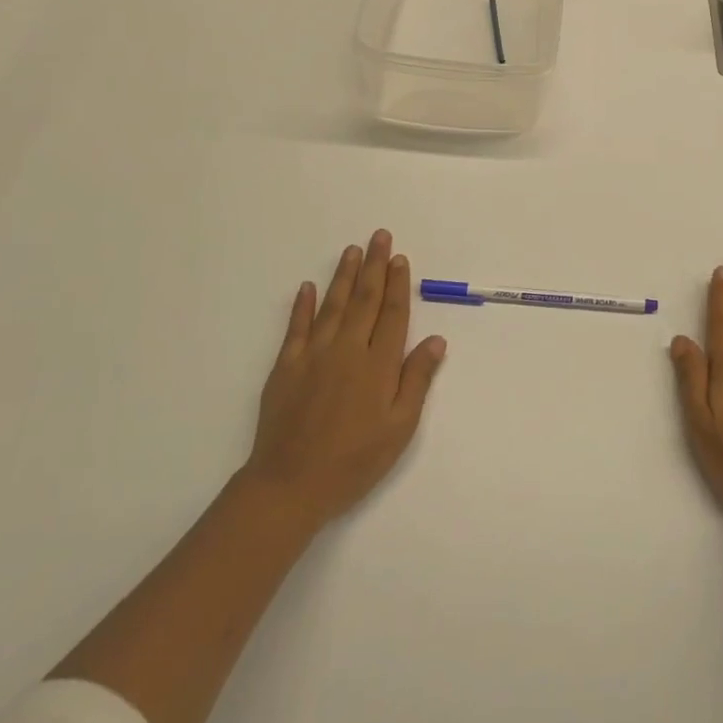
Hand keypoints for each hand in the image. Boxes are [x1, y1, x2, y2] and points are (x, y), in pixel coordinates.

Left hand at [241, 230, 446, 529]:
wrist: (289, 485)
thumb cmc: (354, 461)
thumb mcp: (399, 428)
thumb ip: (417, 380)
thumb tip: (437, 340)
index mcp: (378, 364)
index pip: (392, 314)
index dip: (398, 284)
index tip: (400, 259)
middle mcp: (348, 350)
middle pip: (365, 300)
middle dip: (375, 266)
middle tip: (380, 237)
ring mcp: (314, 355)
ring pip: (333, 305)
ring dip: (344, 276)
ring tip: (353, 251)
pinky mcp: (285, 367)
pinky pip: (296, 327)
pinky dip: (302, 305)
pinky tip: (307, 287)